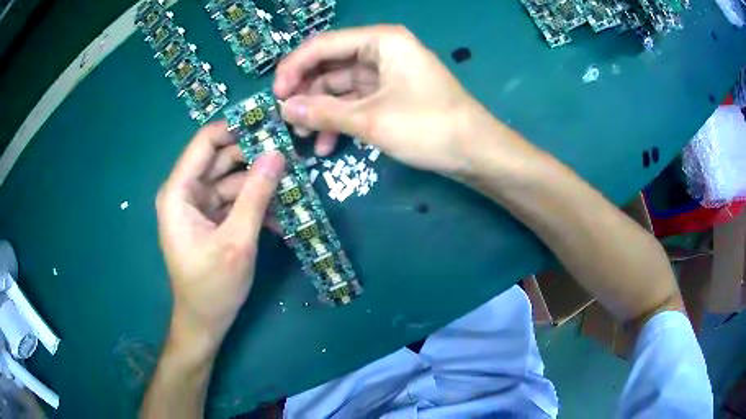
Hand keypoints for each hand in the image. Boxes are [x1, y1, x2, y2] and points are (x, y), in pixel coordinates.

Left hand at [155, 122, 284, 349]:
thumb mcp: (237, 241)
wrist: (205, 322)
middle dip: (255, 156)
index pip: (206, 141)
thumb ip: (256, 195)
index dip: (237, 128)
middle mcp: (186, 192)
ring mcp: (199, 205)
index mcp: (179, 192)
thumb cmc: (212, 286)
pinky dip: (256, 204)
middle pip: (222, 158)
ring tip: (294, 185)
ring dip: (261, 184)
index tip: (272, 125)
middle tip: (292, 155)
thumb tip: (278, 153)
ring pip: (233, 179)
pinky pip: (235, 200)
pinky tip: (282, 214)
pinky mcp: (212, 219)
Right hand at [274, 25, 495, 173]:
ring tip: (303, 137)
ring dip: (320, 110)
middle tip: (286, 121)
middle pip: (329, 64)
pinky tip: (327, 145)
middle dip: (306, 92)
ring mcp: (386, 73)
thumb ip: (324, 112)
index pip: (322, 45)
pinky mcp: (391, 94)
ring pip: (340, 86)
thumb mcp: (371, 119)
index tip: (274, 97)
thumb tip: (283, 109)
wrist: (476, 152)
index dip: (293, 69)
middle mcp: (382, 50)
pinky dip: (340, 119)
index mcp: (380, 41)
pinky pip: (355, 101)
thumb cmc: (429, 127)